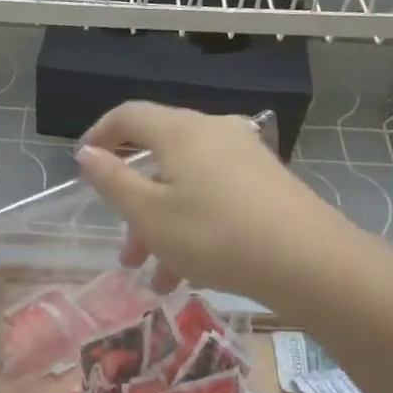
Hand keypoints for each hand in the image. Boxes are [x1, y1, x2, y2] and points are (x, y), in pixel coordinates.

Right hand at [75, 102, 360, 305]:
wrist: (310, 261)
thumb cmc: (215, 234)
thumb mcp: (149, 214)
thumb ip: (112, 181)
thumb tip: (88, 153)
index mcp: (180, 131)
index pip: (128, 116)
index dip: (99, 135)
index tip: (82, 164)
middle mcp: (213, 133)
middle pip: (159, 158)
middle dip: (134, 205)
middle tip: (125, 249)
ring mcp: (245, 157)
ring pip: (187, 186)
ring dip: (164, 227)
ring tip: (157, 277)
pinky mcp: (267, 184)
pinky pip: (215, 198)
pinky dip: (194, 227)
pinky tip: (192, 274)